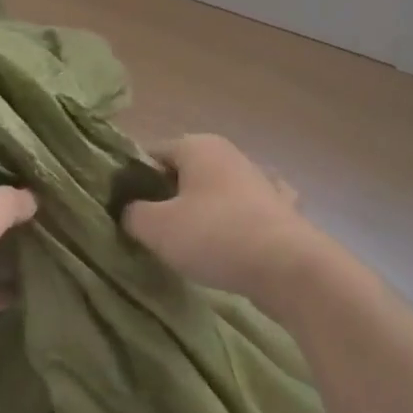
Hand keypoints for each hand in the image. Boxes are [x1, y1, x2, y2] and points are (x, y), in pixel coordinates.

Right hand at [123, 134, 327, 307]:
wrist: (288, 267)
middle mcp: (229, 153)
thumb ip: (132, 214)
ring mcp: (259, 179)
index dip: (133, 179)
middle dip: (166, 196)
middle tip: (151, 231)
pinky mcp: (281, 208)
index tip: (124, 209)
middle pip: (183, 171)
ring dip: (201, 210)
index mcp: (197, 145)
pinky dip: (236, 221)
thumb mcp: (156, 227)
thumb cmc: (214, 235)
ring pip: (216, 190)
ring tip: (187, 244)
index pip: (151, 153)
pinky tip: (232, 240)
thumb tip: (131, 212)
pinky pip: (246, 210)